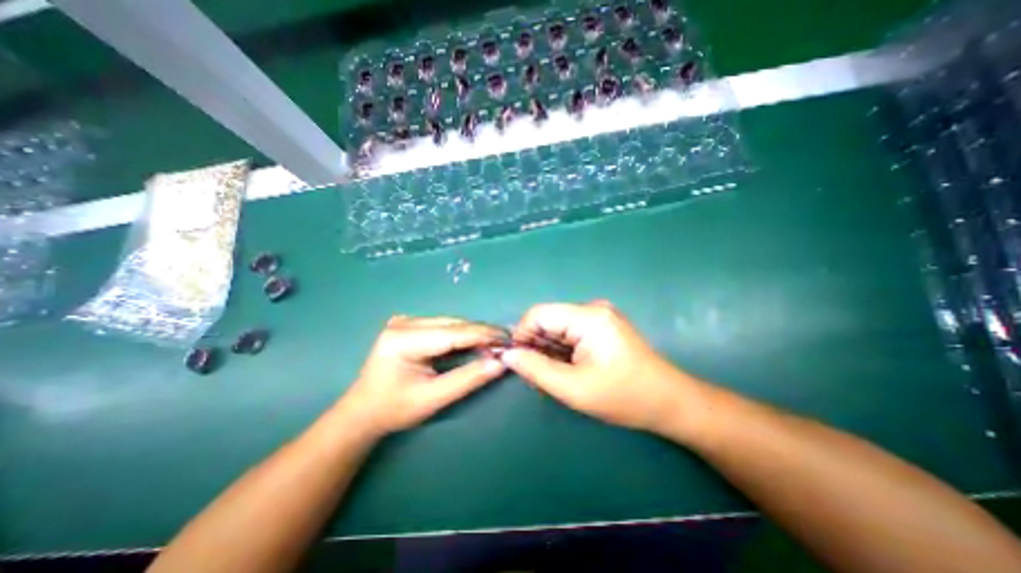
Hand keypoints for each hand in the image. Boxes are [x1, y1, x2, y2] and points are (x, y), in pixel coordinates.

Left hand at [339, 317, 505, 433]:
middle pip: (453, 325)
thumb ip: (468, 379)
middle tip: (505, 344)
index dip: (483, 335)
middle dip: (481, 333)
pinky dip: (462, 334)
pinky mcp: (409, 325)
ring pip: (451, 323)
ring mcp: (405, 321)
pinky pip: (444, 326)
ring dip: (473, 333)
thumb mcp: (433, 399)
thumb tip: (500, 363)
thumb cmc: (394, 409)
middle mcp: (404, 323)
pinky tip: (475, 342)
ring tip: (494, 344)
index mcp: (403, 340)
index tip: (508, 339)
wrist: (363, 411)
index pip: (453, 333)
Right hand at [501, 301, 710, 435]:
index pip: (538, 314)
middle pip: (548, 321)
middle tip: (539, 379)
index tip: (519, 362)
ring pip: (557, 329)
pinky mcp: (602, 326)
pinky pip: (570, 333)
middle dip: (537, 348)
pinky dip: (563, 351)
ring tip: (557, 379)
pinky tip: (569, 371)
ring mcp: (599, 316)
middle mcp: (592, 308)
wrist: (669, 402)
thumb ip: (536, 369)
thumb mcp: (574, 388)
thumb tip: (508, 354)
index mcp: (588, 317)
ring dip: (550, 352)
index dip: (522, 336)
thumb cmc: (624, 397)